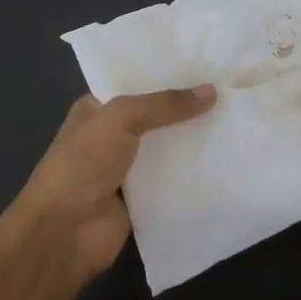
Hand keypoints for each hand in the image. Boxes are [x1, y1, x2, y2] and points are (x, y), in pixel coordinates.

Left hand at [0, 85, 215, 281]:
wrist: (64, 233)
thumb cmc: (82, 164)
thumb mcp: (120, 119)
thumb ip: (164, 104)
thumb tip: (211, 91)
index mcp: (96, 110)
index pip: (136, 85)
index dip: (167, 76)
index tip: (206, 67)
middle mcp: (110, 136)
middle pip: (156, 117)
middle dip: (186, 109)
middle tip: (230, 93)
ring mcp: (126, 170)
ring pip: (167, 149)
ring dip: (194, 141)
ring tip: (237, 122)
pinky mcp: (141, 200)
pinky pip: (173, 181)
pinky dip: (193, 174)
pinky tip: (226, 160)